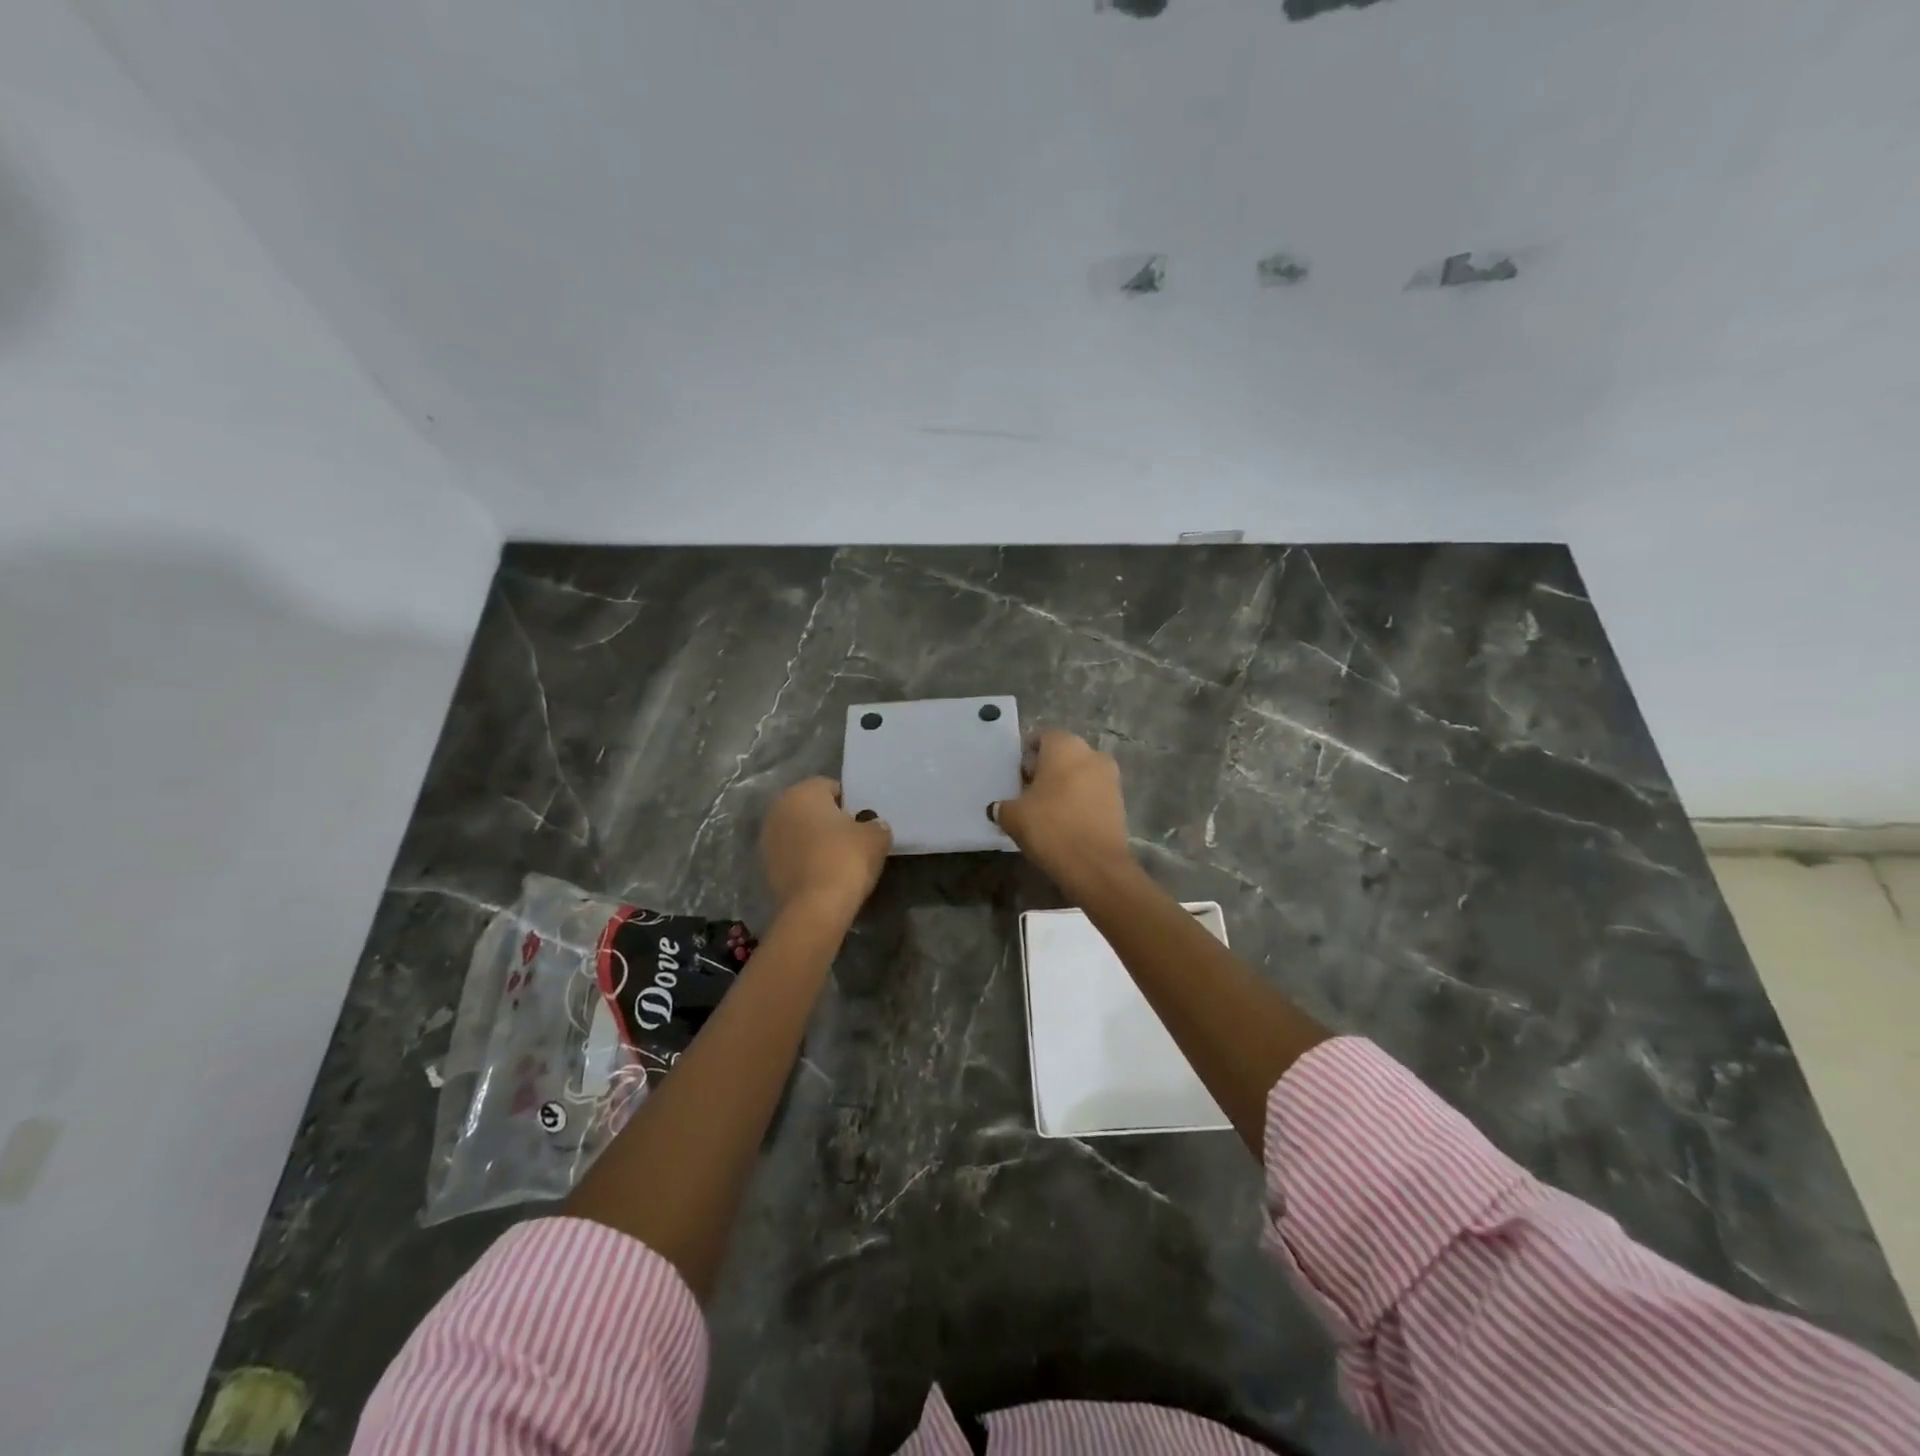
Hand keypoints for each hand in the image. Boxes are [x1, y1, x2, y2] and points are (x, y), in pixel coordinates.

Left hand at [760, 778, 891, 925]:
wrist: (816, 907)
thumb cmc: (846, 859)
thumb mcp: (876, 837)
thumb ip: (876, 825)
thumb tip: (874, 826)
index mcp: (803, 792)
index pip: (830, 787)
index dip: (850, 802)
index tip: (863, 822)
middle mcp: (779, 809)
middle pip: (811, 808)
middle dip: (829, 820)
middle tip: (852, 839)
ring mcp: (768, 839)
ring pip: (799, 832)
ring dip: (814, 840)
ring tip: (838, 859)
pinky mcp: (765, 867)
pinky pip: (793, 855)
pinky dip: (805, 860)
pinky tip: (823, 875)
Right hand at [991, 730, 1135, 891]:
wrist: (1095, 865)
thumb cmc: (1050, 828)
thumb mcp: (1013, 816)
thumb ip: (1003, 806)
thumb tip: (998, 807)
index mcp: (1065, 746)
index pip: (1042, 737)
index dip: (1027, 755)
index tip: (1017, 776)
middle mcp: (1092, 754)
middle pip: (1063, 755)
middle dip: (1046, 770)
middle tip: (1028, 793)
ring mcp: (1110, 778)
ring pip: (1080, 774)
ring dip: (1064, 786)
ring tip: (1046, 811)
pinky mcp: (1120, 802)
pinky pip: (1092, 793)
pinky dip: (1079, 802)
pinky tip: (1065, 823)